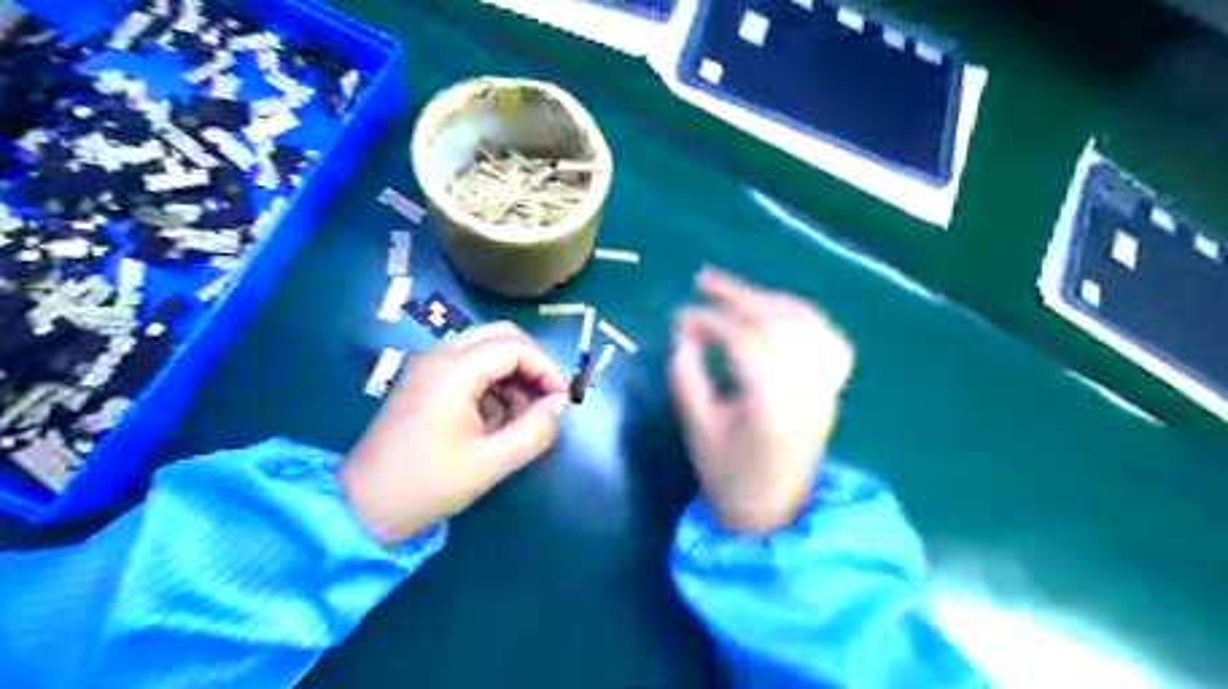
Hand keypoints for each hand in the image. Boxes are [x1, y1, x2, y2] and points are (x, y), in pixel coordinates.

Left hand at [340, 319, 570, 544]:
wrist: (362, 506)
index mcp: (454, 370)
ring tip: (521, 415)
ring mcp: (428, 366)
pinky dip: (492, 382)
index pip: (516, 347)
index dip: (547, 368)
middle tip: (546, 398)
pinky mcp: (424, 381)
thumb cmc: (429, 484)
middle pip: (501, 335)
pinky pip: (469, 365)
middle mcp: (440, 356)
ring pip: (486, 348)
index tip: (562, 400)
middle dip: (531, 363)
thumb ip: (535, 430)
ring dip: (512, 373)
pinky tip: (495, 418)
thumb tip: (560, 404)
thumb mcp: (492, 462)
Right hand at [671, 269, 856, 538]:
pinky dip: (802, 316)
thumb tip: (685, 331)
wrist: (772, 511)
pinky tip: (777, 310)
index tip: (681, 315)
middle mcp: (806, 389)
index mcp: (770, 405)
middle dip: (739, 296)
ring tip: (736, 292)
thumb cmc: (727, 475)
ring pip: (808, 324)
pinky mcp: (832, 388)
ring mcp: (825, 387)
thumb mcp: (696, 426)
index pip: (744, 341)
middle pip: (778, 323)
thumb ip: (686, 373)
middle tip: (703, 281)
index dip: (710, 320)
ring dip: (770, 300)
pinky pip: (827, 338)